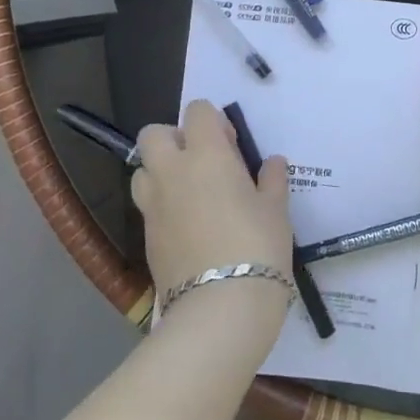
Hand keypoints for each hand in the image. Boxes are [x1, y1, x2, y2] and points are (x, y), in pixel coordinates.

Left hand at [133, 100, 294, 335]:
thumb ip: (272, 180)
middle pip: (154, 133)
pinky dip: (162, 205)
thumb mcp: (276, 211)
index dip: (213, 121)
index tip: (231, 146)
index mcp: (206, 154)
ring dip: (161, 171)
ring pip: (142, 169)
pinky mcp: (145, 236)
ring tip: (190, 194)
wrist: (220, 308)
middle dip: (175, 139)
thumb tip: (274, 162)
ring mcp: (153, 204)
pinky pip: (147, 205)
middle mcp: (172, 171)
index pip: (197, 111)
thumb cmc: (257, 248)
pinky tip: (188, 227)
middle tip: (203, 163)